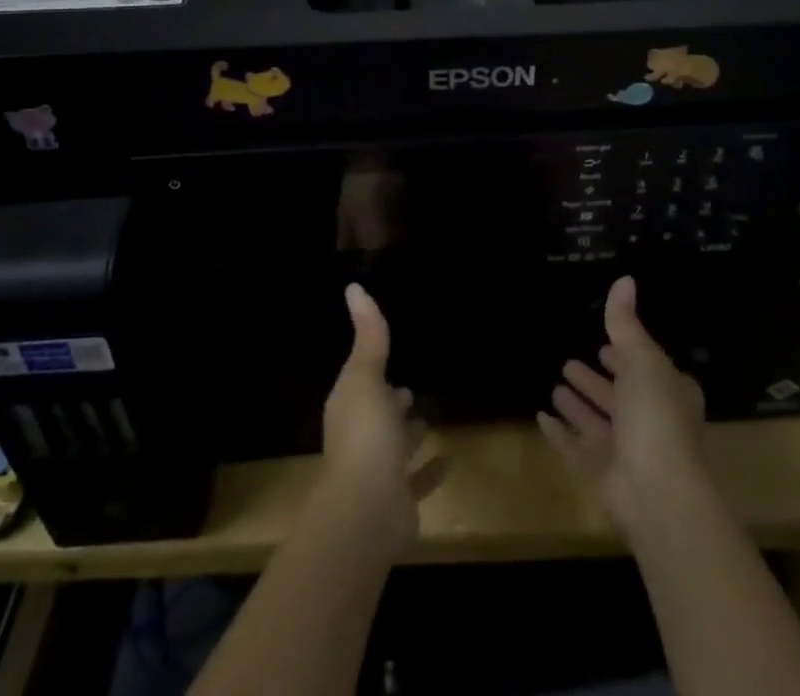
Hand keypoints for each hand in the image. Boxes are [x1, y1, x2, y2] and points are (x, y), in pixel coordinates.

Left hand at [317, 284, 436, 551]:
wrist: (366, 512)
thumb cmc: (364, 436)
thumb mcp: (366, 376)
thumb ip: (368, 335)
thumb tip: (354, 287)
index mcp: (350, 407)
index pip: (360, 382)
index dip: (372, 369)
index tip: (389, 355)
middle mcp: (360, 438)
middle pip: (377, 415)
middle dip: (390, 402)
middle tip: (408, 389)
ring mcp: (378, 472)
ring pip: (395, 447)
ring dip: (408, 435)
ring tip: (427, 418)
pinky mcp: (399, 500)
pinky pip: (417, 480)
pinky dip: (430, 471)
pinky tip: (449, 459)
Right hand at [537, 275, 711, 535]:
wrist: (656, 491)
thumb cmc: (656, 415)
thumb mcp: (642, 358)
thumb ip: (626, 322)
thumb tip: (625, 279)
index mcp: (668, 394)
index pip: (646, 370)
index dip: (626, 358)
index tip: (604, 345)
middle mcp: (649, 422)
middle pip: (618, 397)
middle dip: (596, 381)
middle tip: (570, 362)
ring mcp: (624, 452)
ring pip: (596, 423)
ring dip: (578, 405)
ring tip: (556, 383)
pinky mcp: (600, 475)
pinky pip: (574, 449)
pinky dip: (559, 434)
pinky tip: (541, 416)